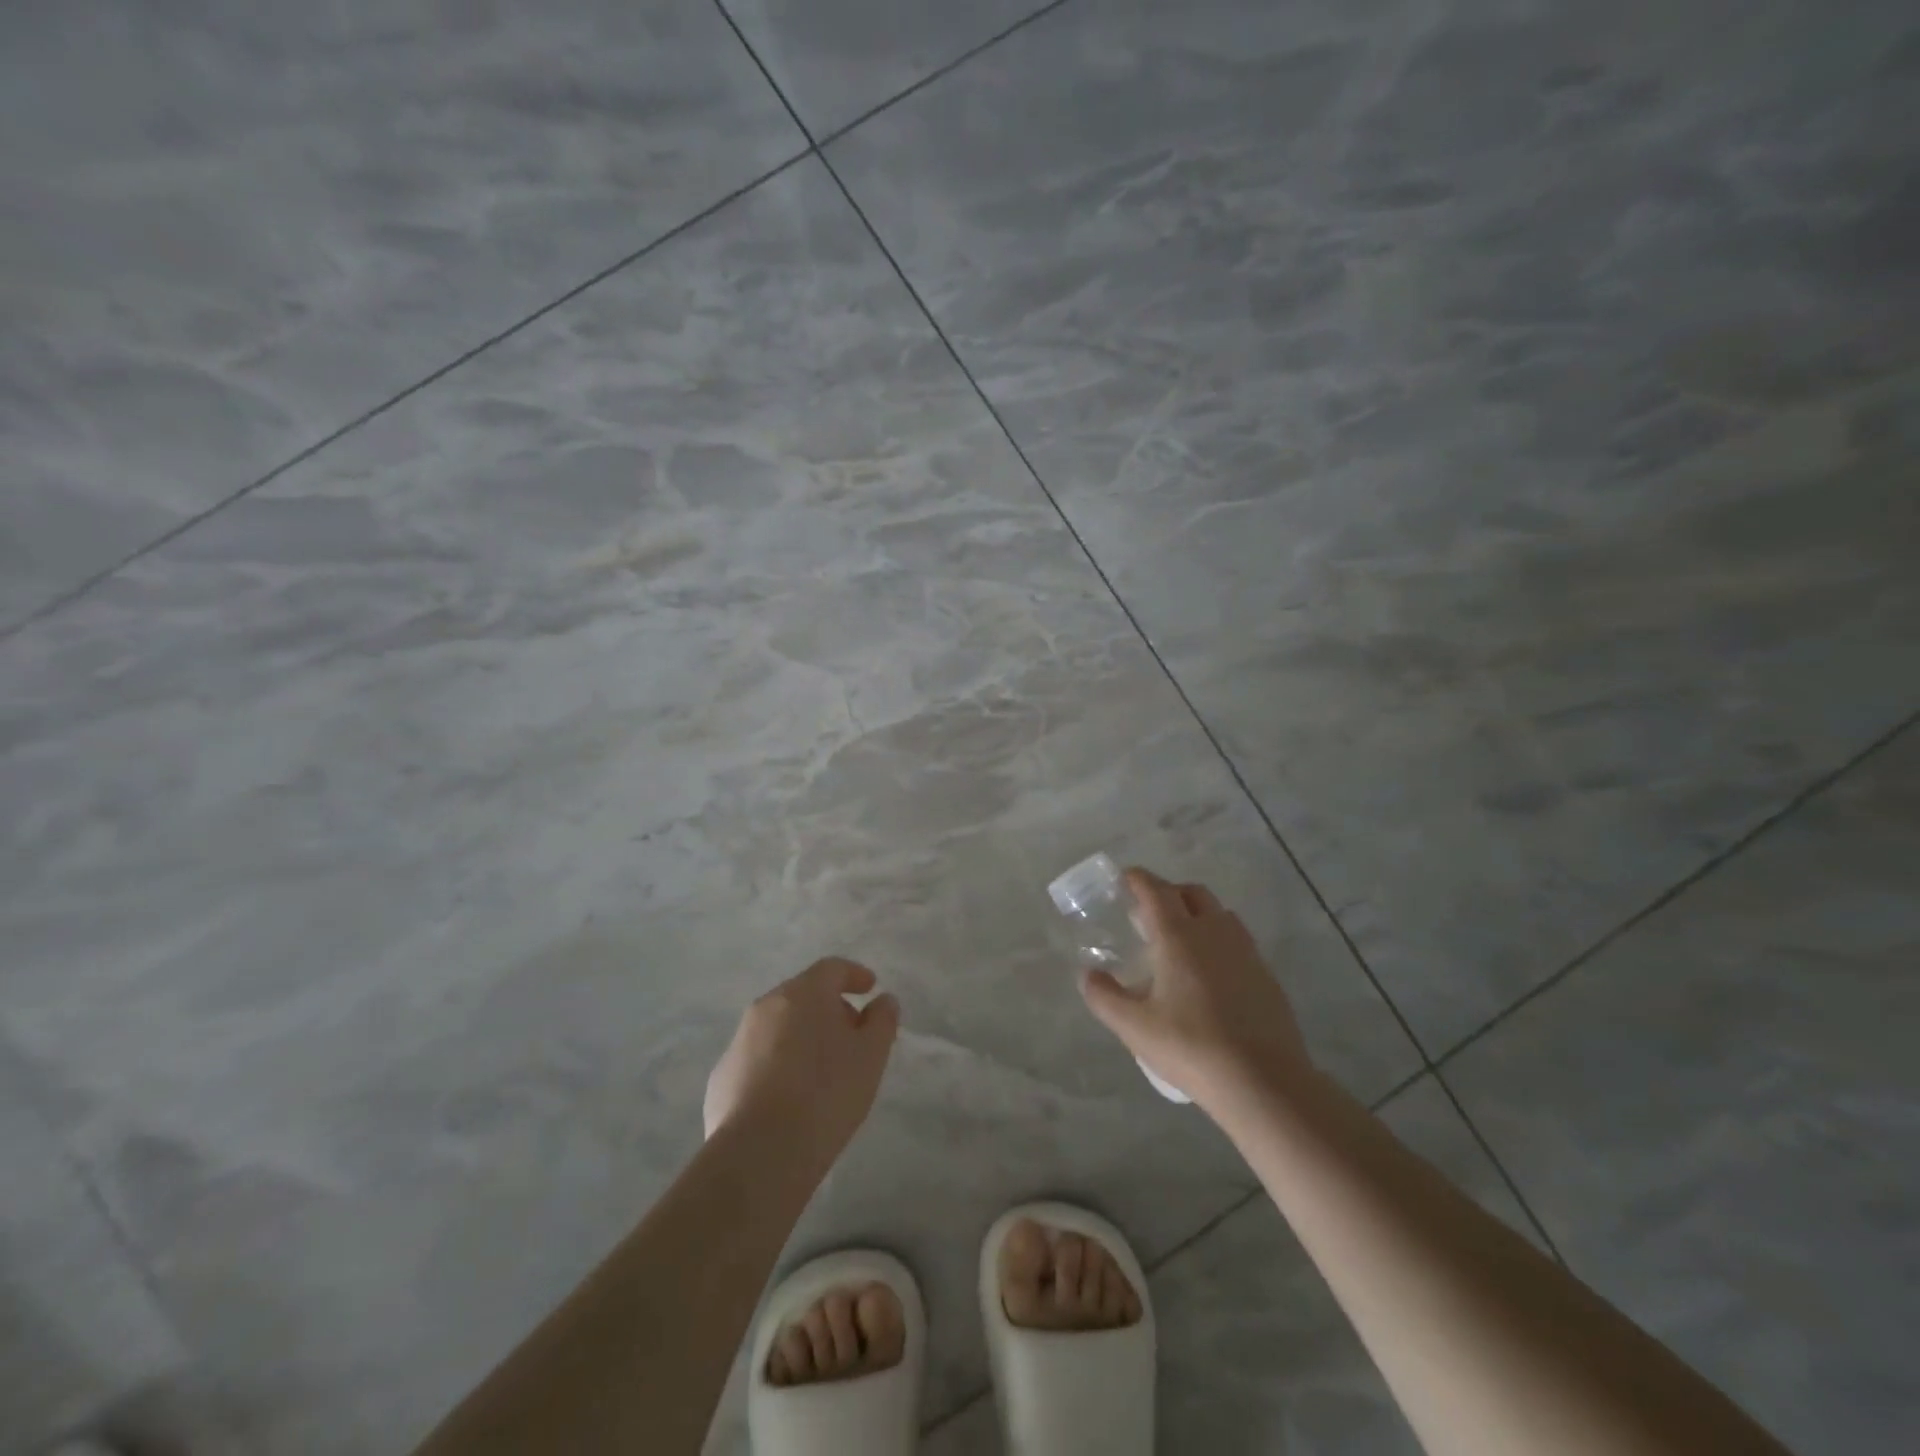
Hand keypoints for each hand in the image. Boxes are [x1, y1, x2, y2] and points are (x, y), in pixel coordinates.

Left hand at [704, 958, 899, 1173]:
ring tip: (823, 1071)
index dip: (854, 975)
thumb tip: (883, 1000)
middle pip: (803, 995)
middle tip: (852, 1035)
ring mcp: (738, 1042)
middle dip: (829, 1009)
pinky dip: (778, 1065)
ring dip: (802, 1037)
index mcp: (803, 993)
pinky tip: (791, 1098)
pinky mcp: (722, 1077)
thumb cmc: (826, 1093)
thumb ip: (882, 1021)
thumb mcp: (871, 1056)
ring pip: (778, 1027)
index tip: (871, 988)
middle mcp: (766, 1007)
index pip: (832, 968)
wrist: (759, 1153)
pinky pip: (758, 1059)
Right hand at [1079, 869, 1313, 1112]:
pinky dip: (1218, 941)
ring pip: (1219, 914)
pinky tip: (1209, 975)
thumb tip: (1089, 975)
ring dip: (1197, 914)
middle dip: (1168, 893)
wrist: (1265, 1083)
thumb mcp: (1134, 1027)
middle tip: (1148, 915)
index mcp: (1179, 936)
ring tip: (1179, 943)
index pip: (1156, 890)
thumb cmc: (1191, 1047)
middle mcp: (1214, 932)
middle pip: (1192, 893)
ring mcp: (1245, 952)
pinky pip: (1237, 941)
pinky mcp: (1266, 975)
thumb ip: (1104, 996)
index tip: (1124, 879)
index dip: (1137, 879)